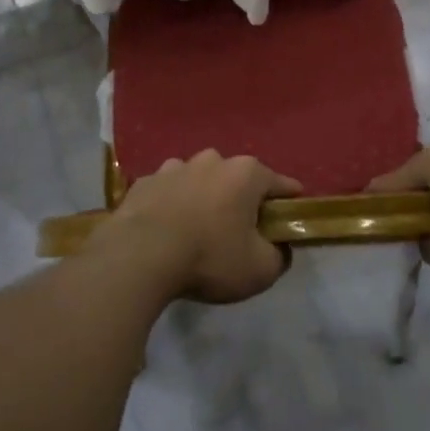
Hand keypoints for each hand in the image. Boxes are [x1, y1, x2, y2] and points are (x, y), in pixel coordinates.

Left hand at [91, 151, 301, 303]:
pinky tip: (167, 230)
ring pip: (200, 181)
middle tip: (241, 232)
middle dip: (242, 200)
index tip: (291, 221)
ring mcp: (174, 167)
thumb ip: (279, 256)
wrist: (138, 256)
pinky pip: (167, 192)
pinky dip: (172, 205)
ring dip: (204, 199)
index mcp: (246, 173)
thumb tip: (279, 248)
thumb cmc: (209, 258)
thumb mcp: (260, 270)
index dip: (290, 203)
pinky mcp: (144, 182)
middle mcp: (212, 160)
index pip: (281, 184)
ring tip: (198, 230)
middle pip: (238, 179)